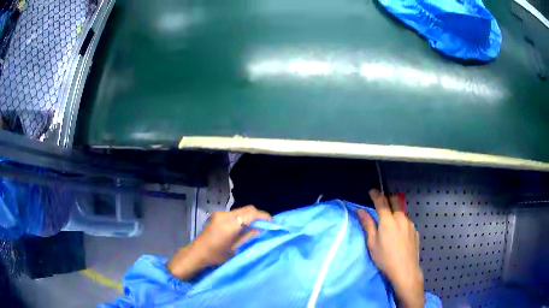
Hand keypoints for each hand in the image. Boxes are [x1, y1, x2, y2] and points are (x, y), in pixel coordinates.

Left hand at [168, 205, 271, 279]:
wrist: (197, 254)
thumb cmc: (216, 256)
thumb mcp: (236, 249)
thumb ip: (249, 237)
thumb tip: (262, 229)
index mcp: (230, 225)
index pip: (252, 214)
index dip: (264, 217)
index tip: (273, 224)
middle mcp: (225, 215)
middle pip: (247, 209)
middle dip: (259, 215)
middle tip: (267, 226)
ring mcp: (220, 214)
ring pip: (241, 210)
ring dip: (250, 216)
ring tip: (257, 227)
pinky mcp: (217, 216)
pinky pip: (234, 213)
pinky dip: (242, 217)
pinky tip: (244, 227)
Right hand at [358, 189, 424, 307]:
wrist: (405, 269)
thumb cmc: (385, 258)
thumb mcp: (372, 243)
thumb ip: (368, 225)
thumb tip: (360, 211)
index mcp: (388, 220)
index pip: (381, 202)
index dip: (376, 195)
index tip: (372, 191)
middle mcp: (401, 218)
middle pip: (395, 201)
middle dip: (388, 198)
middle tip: (382, 202)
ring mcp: (410, 224)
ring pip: (401, 213)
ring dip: (395, 212)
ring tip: (391, 222)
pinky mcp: (415, 231)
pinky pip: (407, 222)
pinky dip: (401, 223)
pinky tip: (399, 234)